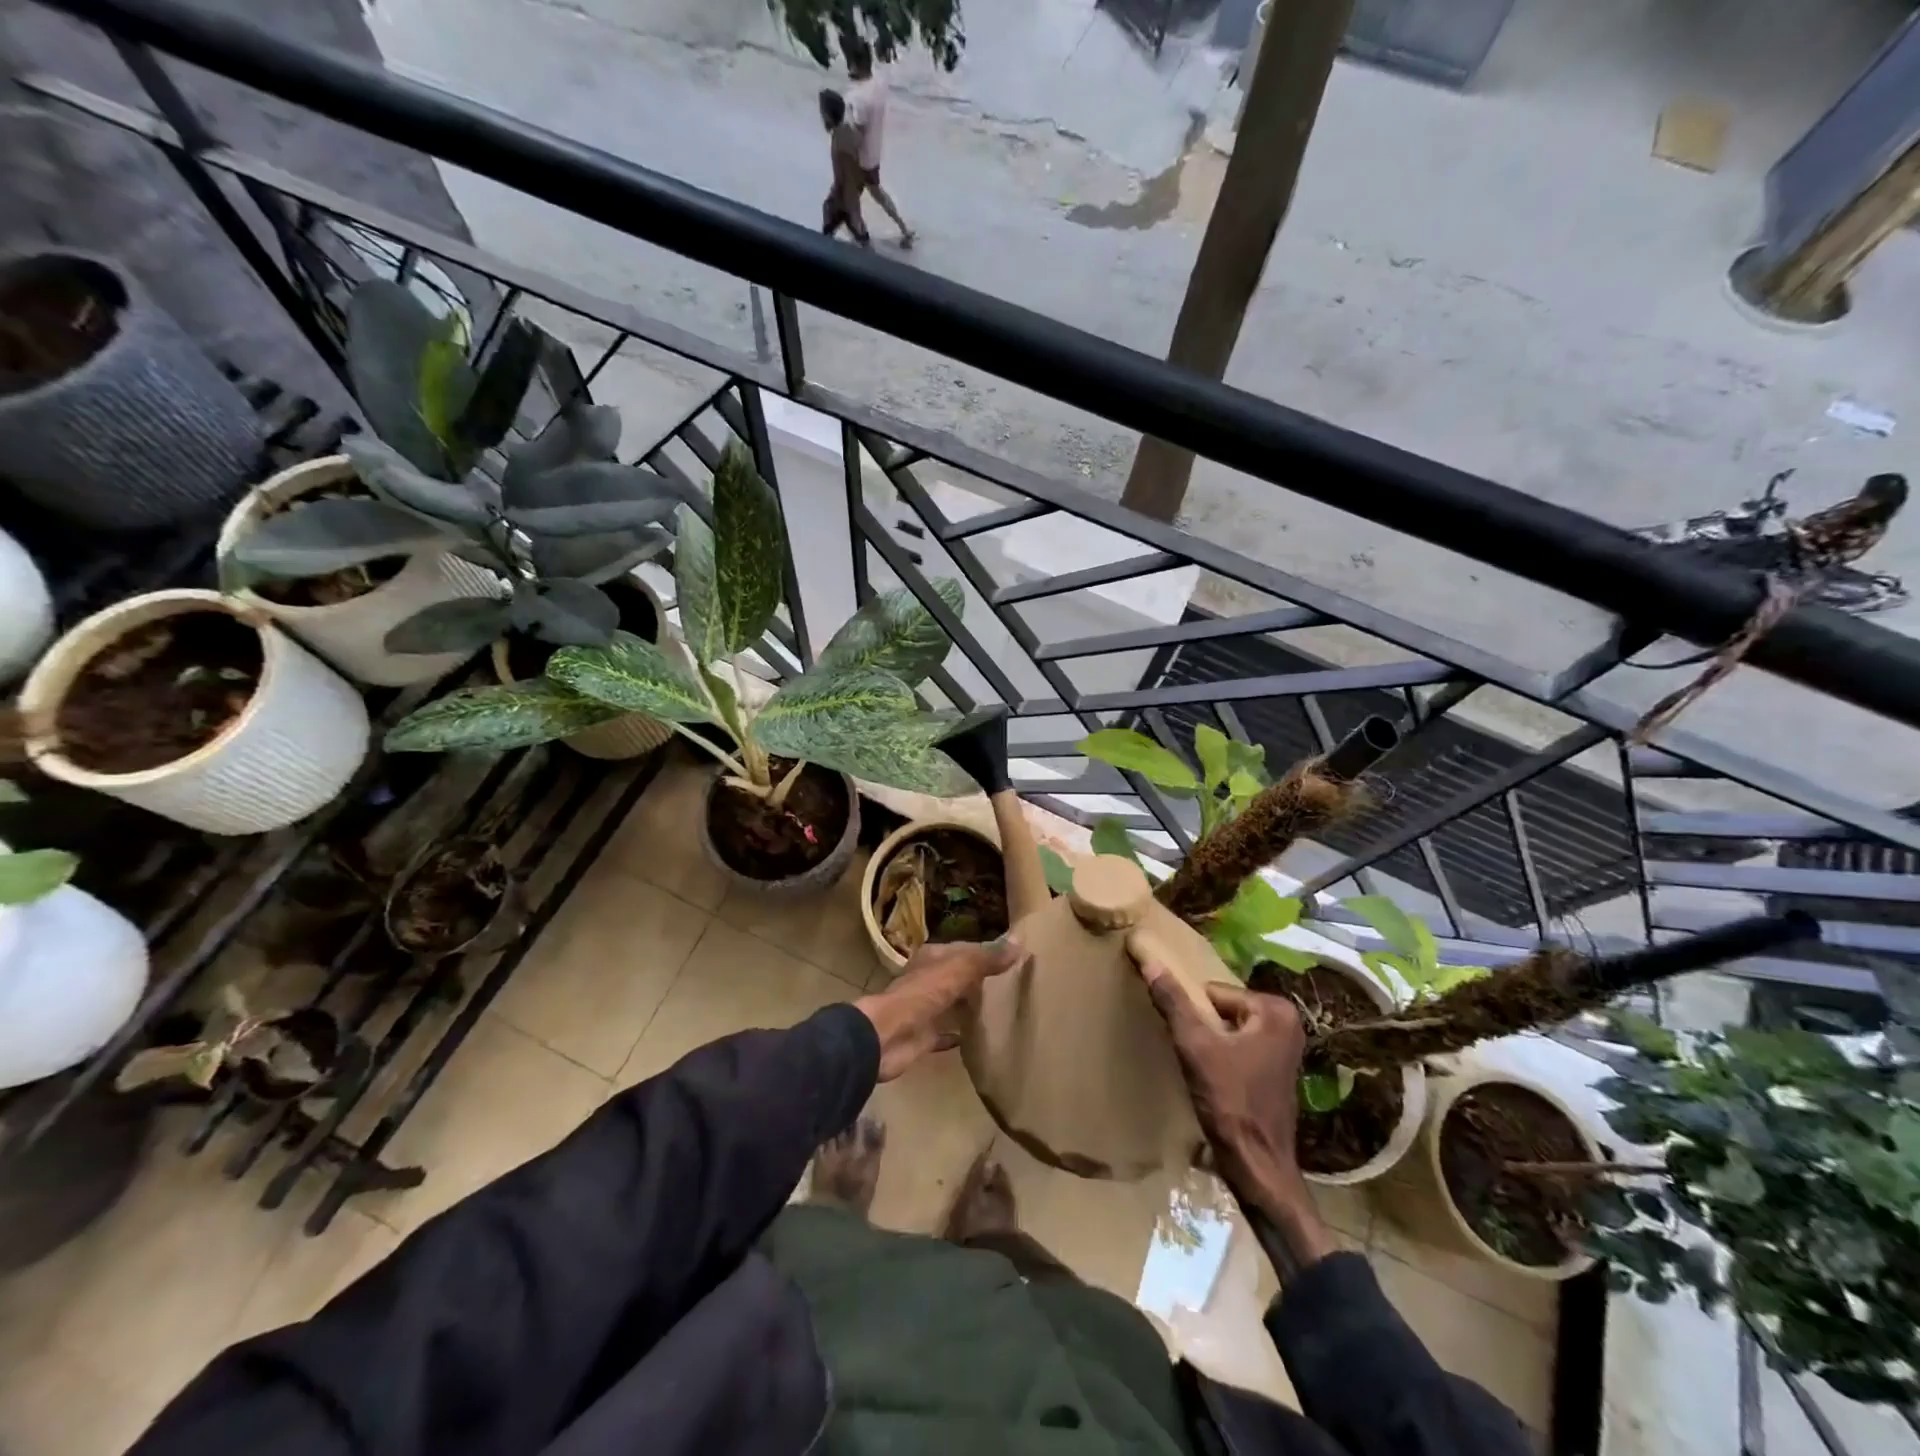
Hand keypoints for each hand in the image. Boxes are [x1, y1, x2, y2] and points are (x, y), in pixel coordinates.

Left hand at [856, 937, 1024, 1081]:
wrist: (887, 1036)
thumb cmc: (922, 994)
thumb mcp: (959, 969)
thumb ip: (987, 958)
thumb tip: (1020, 941)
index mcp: (932, 959)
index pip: (964, 950)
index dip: (987, 952)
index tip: (1013, 958)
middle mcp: (927, 980)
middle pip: (958, 977)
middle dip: (980, 980)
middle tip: (1013, 986)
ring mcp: (924, 1009)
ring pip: (952, 1004)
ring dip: (970, 1006)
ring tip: (1002, 1010)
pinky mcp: (923, 1037)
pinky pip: (946, 1033)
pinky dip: (960, 1033)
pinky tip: (980, 1038)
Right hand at [1136, 962, 1337, 1280]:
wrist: (1257, 1166)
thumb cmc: (1230, 1102)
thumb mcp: (1195, 1047)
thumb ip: (1173, 1001)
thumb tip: (1148, 958)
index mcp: (1275, 1009)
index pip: (1212, 992)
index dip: (1195, 1017)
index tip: (1192, 1044)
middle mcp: (1287, 1022)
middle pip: (1220, 1009)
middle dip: (1203, 1029)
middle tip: (1196, 1058)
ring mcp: (1284, 1047)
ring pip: (1226, 1029)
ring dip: (1210, 1045)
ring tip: (1204, 1072)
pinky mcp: (1276, 1070)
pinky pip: (1237, 1047)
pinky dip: (1221, 1058)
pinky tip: (1215, 1082)